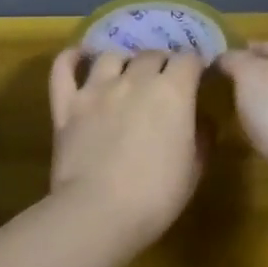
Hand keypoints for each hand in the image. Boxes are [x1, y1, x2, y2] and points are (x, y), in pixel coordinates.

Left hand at [47, 48, 206, 242]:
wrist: (99, 212)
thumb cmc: (157, 196)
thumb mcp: (194, 169)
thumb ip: (202, 136)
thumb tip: (202, 119)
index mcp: (172, 92)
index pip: (189, 60)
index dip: (195, 66)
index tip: (197, 78)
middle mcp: (135, 79)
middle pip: (152, 54)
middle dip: (162, 64)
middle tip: (164, 83)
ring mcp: (96, 89)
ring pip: (111, 56)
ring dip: (124, 62)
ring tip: (126, 75)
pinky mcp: (67, 104)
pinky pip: (64, 68)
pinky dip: (71, 58)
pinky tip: (79, 57)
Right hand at [217, 43, 267, 178]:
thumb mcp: (248, 73)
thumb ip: (232, 60)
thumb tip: (222, 57)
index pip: (261, 45)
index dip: (237, 50)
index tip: (209, 61)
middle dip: (242, 79)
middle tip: (210, 86)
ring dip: (250, 104)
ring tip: (221, 109)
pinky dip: (259, 127)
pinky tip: (242, 134)